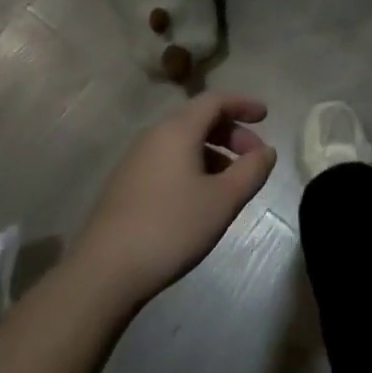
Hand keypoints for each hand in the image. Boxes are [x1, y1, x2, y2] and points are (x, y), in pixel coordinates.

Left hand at [71, 92, 275, 305]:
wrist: (104, 271)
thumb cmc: (171, 227)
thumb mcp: (223, 200)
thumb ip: (251, 170)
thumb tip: (266, 151)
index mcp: (177, 131)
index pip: (215, 101)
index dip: (243, 104)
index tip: (266, 116)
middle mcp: (154, 136)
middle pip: (199, 120)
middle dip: (232, 133)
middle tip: (254, 158)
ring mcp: (136, 161)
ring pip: (183, 143)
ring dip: (214, 153)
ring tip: (233, 183)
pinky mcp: (127, 185)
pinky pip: (168, 161)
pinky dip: (194, 167)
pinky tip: (202, 198)